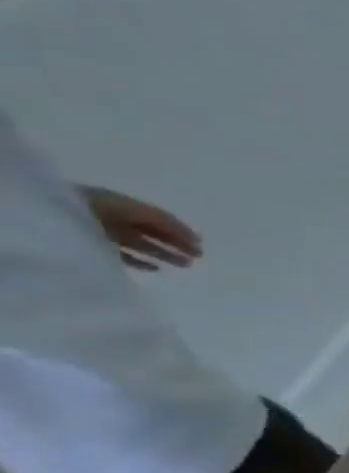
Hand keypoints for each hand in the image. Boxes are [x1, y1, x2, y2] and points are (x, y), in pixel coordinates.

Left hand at [81, 187, 202, 270]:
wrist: (24, 223)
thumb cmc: (70, 214)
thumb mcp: (111, 211)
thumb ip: (146, 220)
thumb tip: (179, 231)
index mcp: (114, 203)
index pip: (155, 216)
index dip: (179, 229)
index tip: (200, 245)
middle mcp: (107, 215)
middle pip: (147, 229)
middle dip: (175, 242)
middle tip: (199, 257)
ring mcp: (96, 229)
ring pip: (137, 241)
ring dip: (161, 253)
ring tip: (184, 265)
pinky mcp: (86, 244)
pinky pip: (117, 251)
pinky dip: (137, 260)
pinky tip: (154, 269)